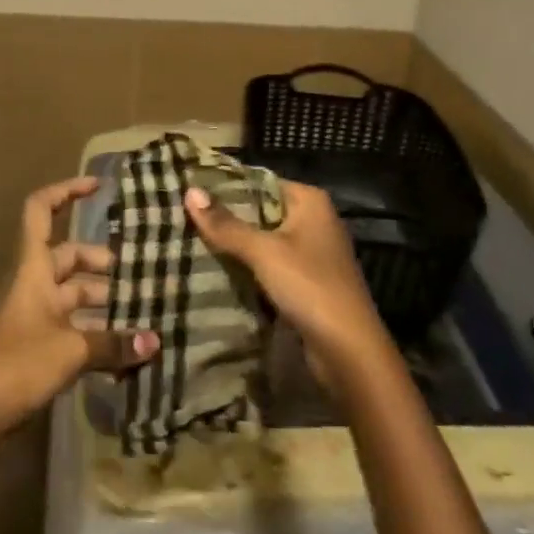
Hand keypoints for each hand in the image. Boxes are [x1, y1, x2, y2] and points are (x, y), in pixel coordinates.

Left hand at [0, 176, 159, 434]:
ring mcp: (35, 312)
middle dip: (104, 263)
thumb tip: (155, 342)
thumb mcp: (73, 350)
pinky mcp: (38, 341)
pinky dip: (96, 329)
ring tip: (142, 311)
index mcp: (34, 267)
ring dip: (104, 300)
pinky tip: (125, 346)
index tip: (98, 188)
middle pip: (70, 256)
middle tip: (140, 274)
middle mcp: (34, 282)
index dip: (66, 191)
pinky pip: (73, 323)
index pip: (41, 210)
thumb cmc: (21, 362)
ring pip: (74, 292)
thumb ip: (115, 344)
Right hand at [184, 180, 395, 394]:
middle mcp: (314, 220)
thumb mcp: (264, 252)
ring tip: (192, 240)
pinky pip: (270, 264)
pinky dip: (248, 267)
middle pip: (261, 210)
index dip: (227, 186)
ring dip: (235, 244)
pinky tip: (217, 269)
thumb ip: (226, 224)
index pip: (260, 181)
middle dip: (227, 217)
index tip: (192, 189)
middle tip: (184, 216)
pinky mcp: (307, 281)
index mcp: (310, 201)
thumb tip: (190, 191)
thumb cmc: (310, 287)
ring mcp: (312, 252)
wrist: (349, 352)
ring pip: (264, 239)